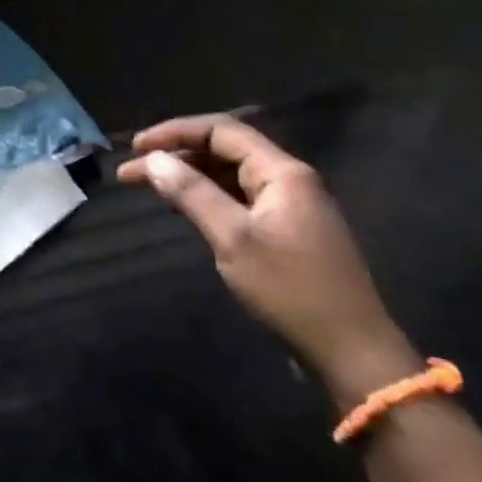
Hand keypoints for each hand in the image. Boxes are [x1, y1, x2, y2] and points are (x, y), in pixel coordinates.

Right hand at [117, 114, 419, 398]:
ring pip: (229, 175)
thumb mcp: (233, 238)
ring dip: (188, 176)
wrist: (351, 351)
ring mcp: (289, 207)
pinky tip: (183, 208)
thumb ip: (192, 193)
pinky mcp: (286, 232)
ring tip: (148, 187)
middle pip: (224, 150)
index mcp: (282, 172)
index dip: (174, 132)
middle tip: (131, 173)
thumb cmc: (290, 289)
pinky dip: (206, 197)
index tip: (135, 148)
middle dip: (175, 154)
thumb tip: (153, 159)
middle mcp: (288, 180)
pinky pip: (238, 199)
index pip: (221, 130)